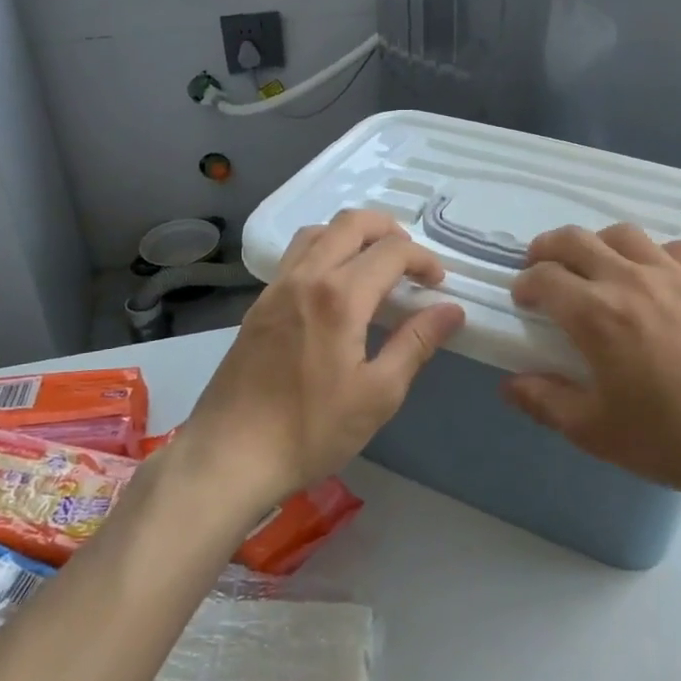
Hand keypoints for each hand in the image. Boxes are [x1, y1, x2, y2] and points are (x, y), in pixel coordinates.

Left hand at [180, 211, 465, 509]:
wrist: (230, 455)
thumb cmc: (311, 430)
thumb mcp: (378, 395)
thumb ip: (416, 344)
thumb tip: (451, 310)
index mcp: (339, 297)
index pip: (391, 252)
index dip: (423, 259)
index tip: (438, 283)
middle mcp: (305, 277)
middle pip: (350, 224)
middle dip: (388, 229)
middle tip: (410, 259)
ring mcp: (276, 288)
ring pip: (318, 233)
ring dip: (352, 234)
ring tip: (373, 262)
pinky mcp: (259, 304)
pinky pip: (296, 255)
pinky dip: (324, 250)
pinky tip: (334, 287)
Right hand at [505, 223, 680, 522]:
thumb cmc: (676, 441)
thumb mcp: (597, 432)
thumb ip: (546, 402)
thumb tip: (510, 384)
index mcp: (596, 314)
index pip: (545, 278)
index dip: (526, 284)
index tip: (523, 300)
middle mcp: (631, 280)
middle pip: (576, 240)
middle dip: (548, 248)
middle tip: (542, 267)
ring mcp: (676, 275)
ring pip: (624, 235)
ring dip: (597, 244)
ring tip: (595, 267)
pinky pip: (673, 249)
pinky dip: (651, 254)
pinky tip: (655, 279)